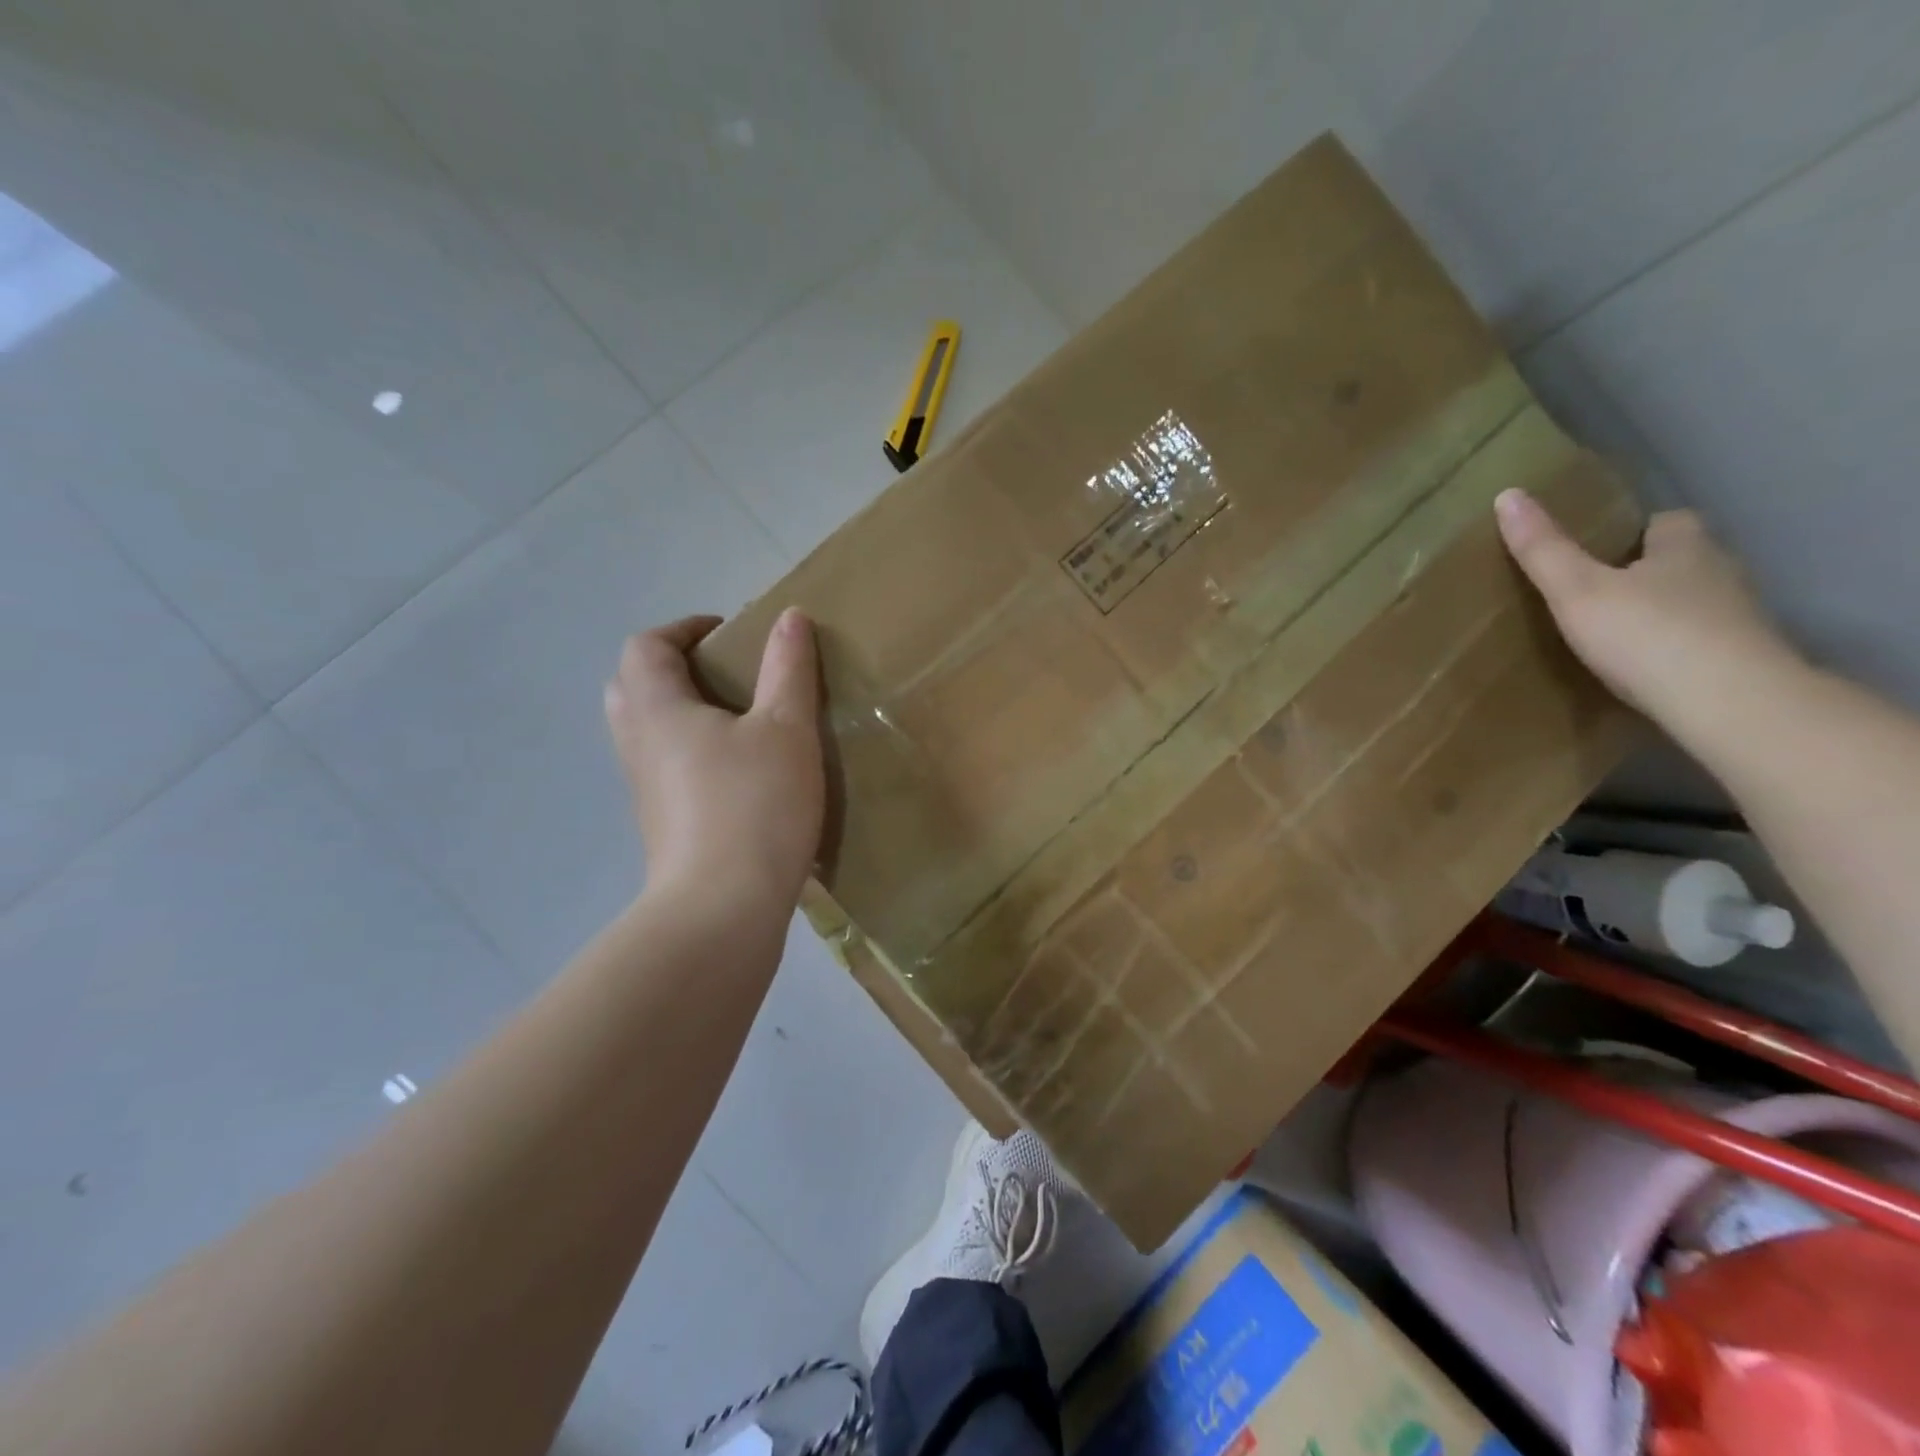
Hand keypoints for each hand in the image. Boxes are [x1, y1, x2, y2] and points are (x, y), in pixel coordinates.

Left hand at [604, 608, 823, 914]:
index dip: (684, 628)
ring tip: (740, 721)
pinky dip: (691, 752)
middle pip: (633, 686)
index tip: (730, 633)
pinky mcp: (661, 824)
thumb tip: (790, 617)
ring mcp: (645, 789)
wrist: (723, 909)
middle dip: (675, 668)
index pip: (647, 646)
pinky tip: (740, 772)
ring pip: (648, 731)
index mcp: (658, 709)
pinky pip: (665, 768)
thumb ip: (789, 669)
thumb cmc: (754, 806)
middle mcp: (638, 744)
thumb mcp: (787, 729)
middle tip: (728, 675)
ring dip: (683, 712)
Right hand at [1494, 489, 1798, 728]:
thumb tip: (1508, 494)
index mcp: (1685, 547)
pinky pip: (1702, 641)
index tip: (1602, 548)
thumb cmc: (1646, 634)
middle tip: (1599, 590)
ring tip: (1616, 631)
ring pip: (1695, 601)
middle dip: (1649, 571)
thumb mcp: (1576, 590)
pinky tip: (1645, 666)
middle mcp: (1721, 573)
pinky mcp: (1742, 659)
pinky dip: (1676, 647)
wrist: (1727, 702)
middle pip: (1684, 560)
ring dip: (1663, 610)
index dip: (1637, 531)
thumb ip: (1543, 549)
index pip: (1668, 522)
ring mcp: (1738, 618)